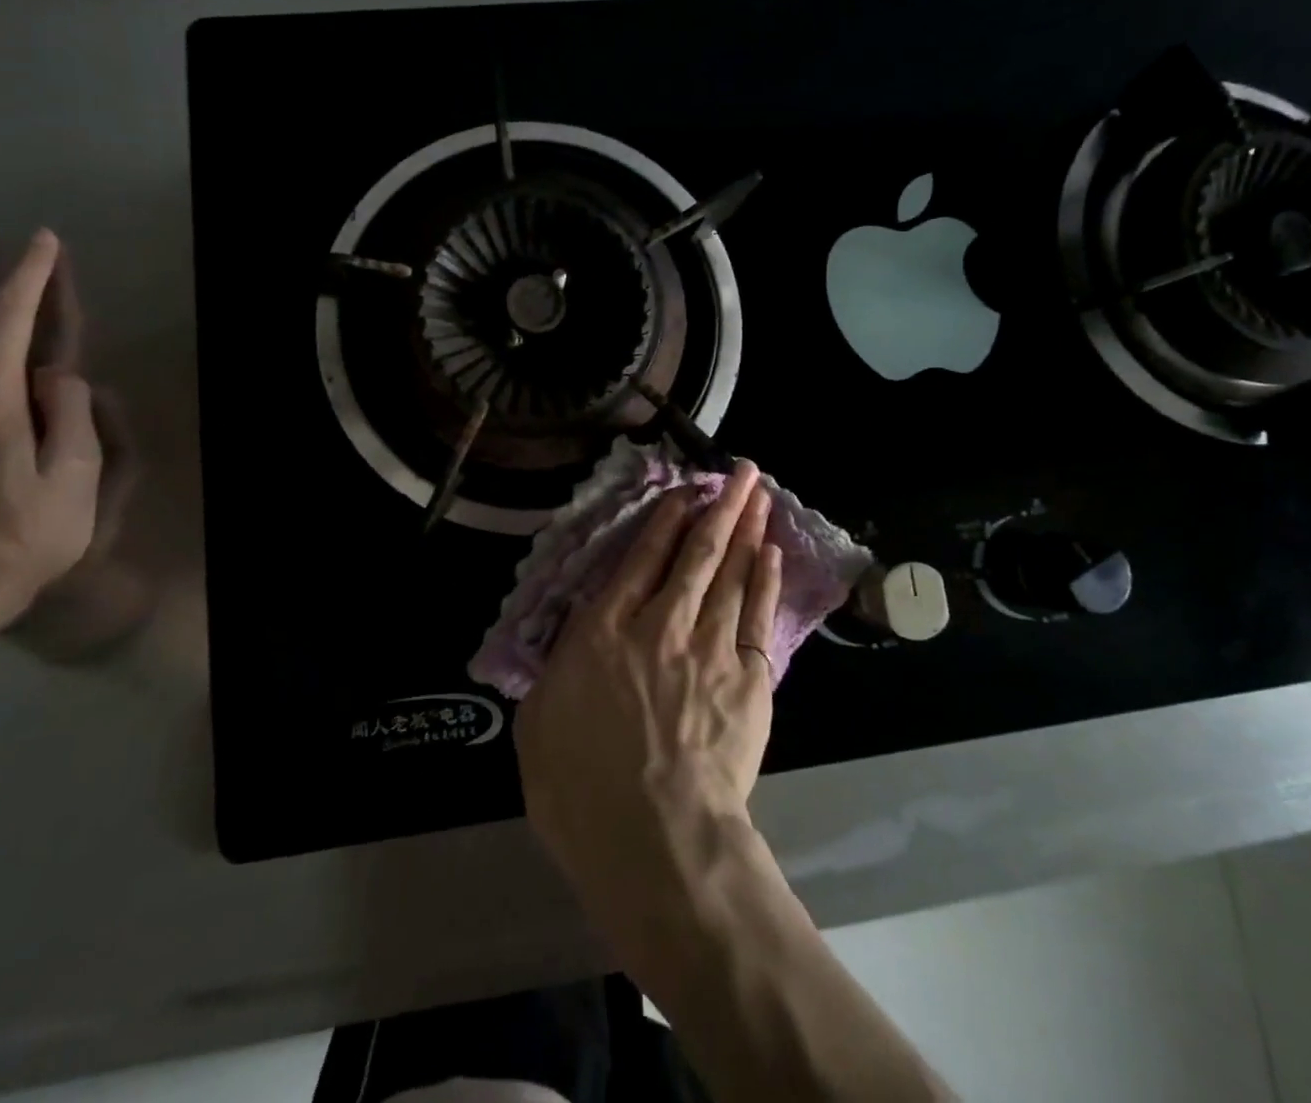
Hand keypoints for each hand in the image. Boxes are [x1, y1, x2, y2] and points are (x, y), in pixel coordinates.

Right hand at [515, 460, 782, 925]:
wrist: (656, 838)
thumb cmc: (581, 788)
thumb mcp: (540, 721)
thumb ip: (560, 666)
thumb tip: (576, 635)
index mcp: (604, 631)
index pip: (640, 559)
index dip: (666, 519)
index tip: (685, 492)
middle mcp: (660, 624)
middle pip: (697, 553)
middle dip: (720, 506)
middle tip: (741, 471)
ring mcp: (710, 647)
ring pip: (731, 573)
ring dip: (746, 530)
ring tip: (759, 495)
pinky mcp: (747, 677)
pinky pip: (757, 615)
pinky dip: (764, 579)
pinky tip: (769, 553)